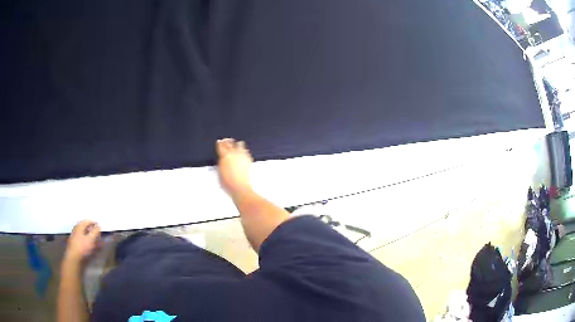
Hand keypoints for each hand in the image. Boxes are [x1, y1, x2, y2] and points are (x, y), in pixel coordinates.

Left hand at [64, 220, 100, 263]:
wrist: (74, 259)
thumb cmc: (82, 247)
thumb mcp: (91, 239)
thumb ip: (95, 232)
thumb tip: (98, 226)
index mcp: (79, 226)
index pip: (87, 221)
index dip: (94, 222)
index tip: (99, 224)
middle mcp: (76, 229)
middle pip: (85, 227)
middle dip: (92, 229)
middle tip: (98, 232)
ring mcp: (75, 236)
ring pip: (84, 233)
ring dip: (90, 235)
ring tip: (95, 239)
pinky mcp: (75, 244)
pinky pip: (82, 239)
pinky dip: (87, 240)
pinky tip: (90, 245)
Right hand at [216, 138, 253, 196]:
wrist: (239, 187)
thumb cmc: (228, 182)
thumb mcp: (219, 172)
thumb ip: (221, 163)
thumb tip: (222, 159)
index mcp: (224, 156)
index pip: (221, 146)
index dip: (220, 143)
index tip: (220, 141)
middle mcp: (233, 154)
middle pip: (230, 143)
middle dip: (228, 141)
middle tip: (227, 140)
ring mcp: (242, 156)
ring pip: (239, 145)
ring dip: (237, 144)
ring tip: (237, 143)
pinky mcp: (248, 159)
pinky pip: (246, 151)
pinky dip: (244, 150)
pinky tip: (244, 151)